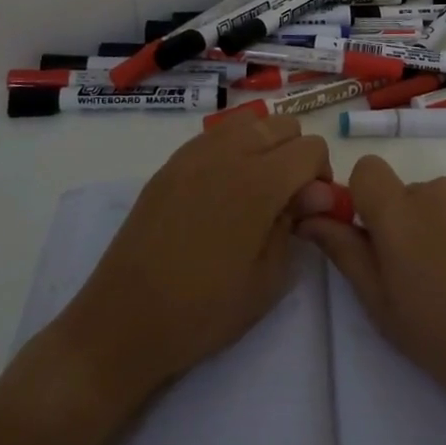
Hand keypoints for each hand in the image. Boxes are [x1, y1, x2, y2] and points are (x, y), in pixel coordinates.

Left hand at [49, 116, 333, 406]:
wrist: (124, 322)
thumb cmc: (204, 311)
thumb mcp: (269, 279)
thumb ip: (295, 222)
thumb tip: (314, 192)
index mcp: (259, 182)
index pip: (311, 148)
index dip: (320, 176)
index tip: (308, 209)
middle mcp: (227, 154)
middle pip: (282, 124)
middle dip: (295, 154)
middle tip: (286, 199)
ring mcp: (193, 154)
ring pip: (247, 122)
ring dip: (264, 145)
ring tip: (255, 190)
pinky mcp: (169, 165)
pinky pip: (214, 136)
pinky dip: (231, 149)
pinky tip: (221, 191)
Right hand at [297, 156, 445, 427]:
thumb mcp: (382, 305)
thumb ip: (344, 251)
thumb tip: (309, 216)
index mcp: (399, 214)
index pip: (368, 169)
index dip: (368, 197)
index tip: (379, 235)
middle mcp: (440, 190)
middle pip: (412, 191)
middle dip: (412, 221)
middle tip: (429, 273)